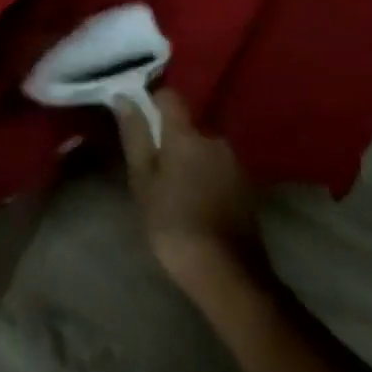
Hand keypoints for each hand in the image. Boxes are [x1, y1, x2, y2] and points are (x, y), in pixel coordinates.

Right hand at [117, 89, 264, 287]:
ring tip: (174, 191)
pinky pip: (218, 170)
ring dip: (189, 160)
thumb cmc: (174, 223)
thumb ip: (135, 135)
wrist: (228, 275)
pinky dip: (205, 178)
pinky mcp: (247, 188)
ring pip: (203, 149)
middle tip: (153, 168)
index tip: (138, 121)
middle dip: (170, 139)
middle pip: (187, 126)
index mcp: (187, 134)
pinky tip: (196, 204)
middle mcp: (215, 139)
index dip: (152, 102)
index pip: (170, 96)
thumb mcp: (143, 181)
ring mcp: (235, 164)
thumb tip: (124, 98)